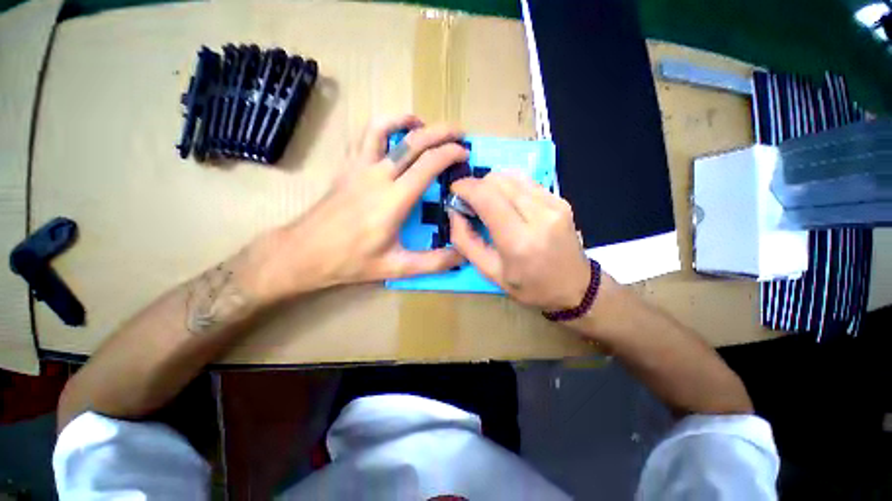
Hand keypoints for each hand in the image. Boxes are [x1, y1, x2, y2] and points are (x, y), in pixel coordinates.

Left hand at [242, 115, 467, 302]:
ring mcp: (358, 167)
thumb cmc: (351, 261)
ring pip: (384, 128)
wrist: (304, 253)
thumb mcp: (396, 267)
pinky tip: (392, 136)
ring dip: (408, 121)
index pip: (428, 164)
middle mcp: (377, 176)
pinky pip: (364, 137)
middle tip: (459, 133)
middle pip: (413, 141)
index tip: (465, 153)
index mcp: (394, 200)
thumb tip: (462, 257)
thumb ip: (433, 263)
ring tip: (424, 126)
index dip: (450, 153)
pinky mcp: (346, 167)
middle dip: (441, 132)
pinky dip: (383, 126)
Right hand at [448, 173, 590, 310]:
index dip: (466, 187)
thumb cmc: (529, 286)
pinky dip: (509, 187)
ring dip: (492, 184)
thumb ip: (465, 241)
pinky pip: (526, 181)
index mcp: (518, 241)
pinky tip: (507, 202)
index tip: (455, 191)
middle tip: (470, 202)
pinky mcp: (561, 199)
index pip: (487, 197)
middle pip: (498, 180)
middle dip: (477, 185)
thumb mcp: (490, 272)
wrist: (575, 287)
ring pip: (512, 175)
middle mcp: (539, 216)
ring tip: (487, 202)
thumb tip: (455, 212)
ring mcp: (554, 204)